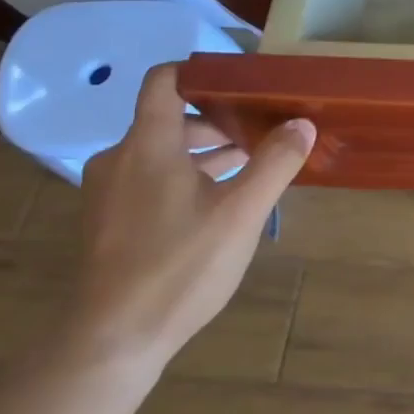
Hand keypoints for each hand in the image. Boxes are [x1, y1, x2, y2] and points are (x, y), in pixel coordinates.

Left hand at [62, 63, 313, 373]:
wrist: (112, 341)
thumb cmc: (179, 266)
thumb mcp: (241, 213)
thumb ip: (275, 163)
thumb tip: (303, 123)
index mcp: (147, 145)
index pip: (165, 81)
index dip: (202, 71)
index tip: (244, 80)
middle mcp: (120, 158)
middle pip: (171, 119)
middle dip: (220, 121)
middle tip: (265, 130)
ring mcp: (110, 192)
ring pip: (163, 152)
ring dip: (206, 152)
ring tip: (253, 165)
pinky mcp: (110, 220)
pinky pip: (151, 179)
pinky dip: (186, 177)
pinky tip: (220, 202)